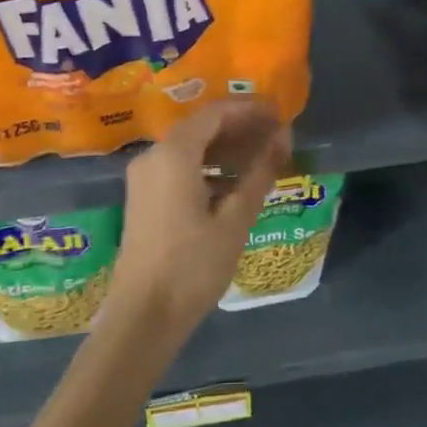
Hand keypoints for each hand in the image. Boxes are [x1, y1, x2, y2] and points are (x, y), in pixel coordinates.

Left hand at [110, 99, 290, 342]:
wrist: (142, 316)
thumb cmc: (193, 267)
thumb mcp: (235, 220)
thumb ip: (260, 172)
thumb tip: (283, 136)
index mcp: (174, 154)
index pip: (216, 112)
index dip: (250, 109)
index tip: (281, 113)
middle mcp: (153, 155)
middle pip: (201, 126)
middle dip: (240, 126)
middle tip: (277, 134)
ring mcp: (144, 176)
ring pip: (190, 146)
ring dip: (226, 147)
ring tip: (263, 156)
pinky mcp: (144, 196)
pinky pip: (179, 166)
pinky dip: (208, 165)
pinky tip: (234, 181)